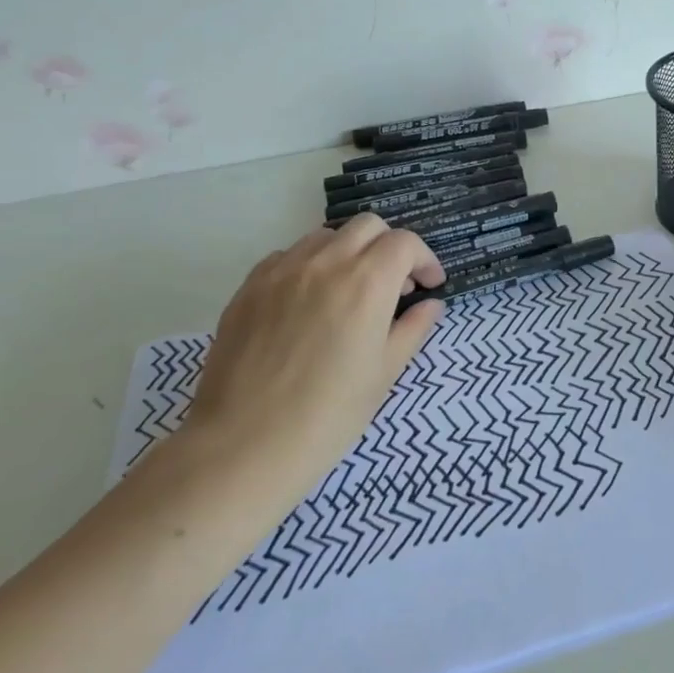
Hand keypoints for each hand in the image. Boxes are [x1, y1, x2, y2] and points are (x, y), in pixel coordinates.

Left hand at [183, 215, 445, 500]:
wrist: (243, 446)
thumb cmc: (328, 416)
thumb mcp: (385, 373)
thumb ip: (413, 329)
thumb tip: (430, 304)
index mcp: (367, 282)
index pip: (405, 243)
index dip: (424, 260)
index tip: (428, 285)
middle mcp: (326, 263)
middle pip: (368, 226)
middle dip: (389, 247)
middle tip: (393, 284)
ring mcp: (282, 271)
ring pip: (325, 236)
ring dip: (348, 252)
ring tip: (349, 290)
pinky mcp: (249, 287)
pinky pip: (287, 256)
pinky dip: (309, 266)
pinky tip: (308, 302)